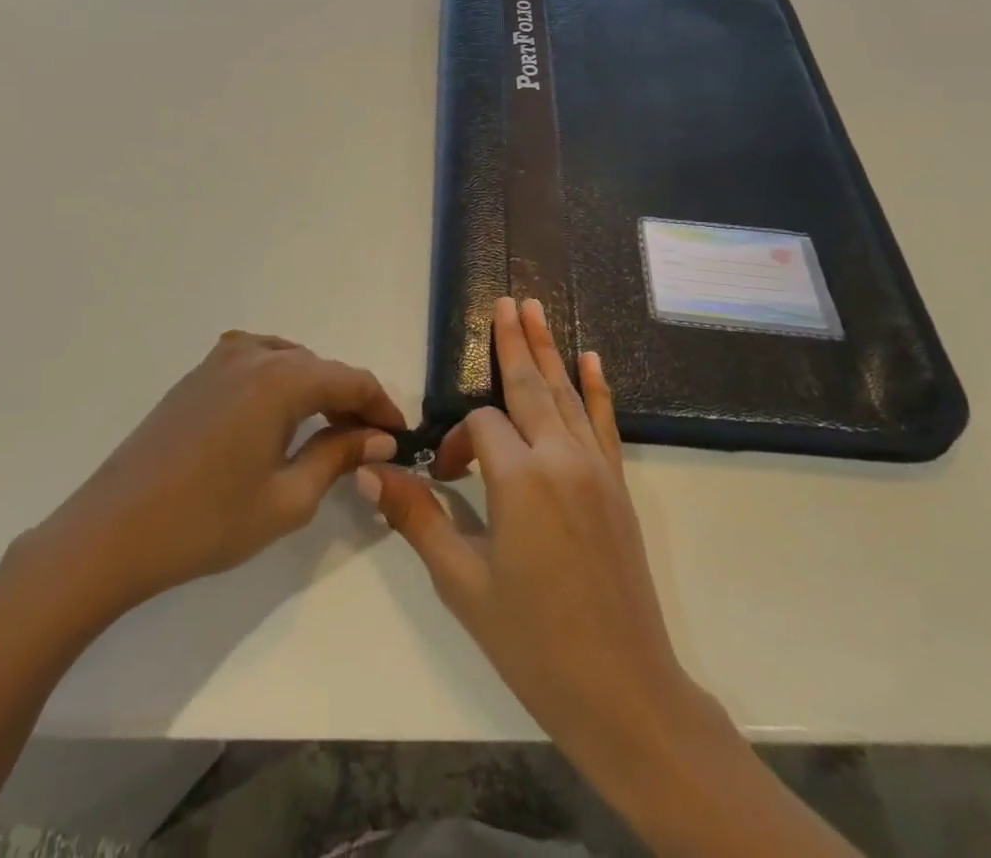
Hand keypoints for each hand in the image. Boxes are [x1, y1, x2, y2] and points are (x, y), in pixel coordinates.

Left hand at [18, 331, 405, 619]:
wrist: (110, 532)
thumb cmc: (206, 522)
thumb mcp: (287, 498)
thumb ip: (338, 457)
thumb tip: (379, 438)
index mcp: (281, 378)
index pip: (351, 380)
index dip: (382, 407)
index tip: (400, 438)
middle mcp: (254, 354)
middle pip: (321, 368)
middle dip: (349, 401)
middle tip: (366, 444)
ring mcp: (219, 360)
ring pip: (289, 362)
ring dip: (315, 391)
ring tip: (326, 434)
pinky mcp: (196, 376)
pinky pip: (256, 365)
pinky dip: (281, 385)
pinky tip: (278, 420)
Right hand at [359, 298, 715, 787]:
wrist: (623, 690)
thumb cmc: (533, 641)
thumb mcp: (462, 583)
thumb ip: (417, 517)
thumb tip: (367, 471)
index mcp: (520, 479)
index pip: (480, 428)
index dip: (455, 445)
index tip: (446, 480)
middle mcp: (561, 458)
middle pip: (528, 386)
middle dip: (513, 341)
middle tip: (506, 299)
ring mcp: (595, 468)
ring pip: (566, 394)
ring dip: (548, 349)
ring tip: (535, 309)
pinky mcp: (617, 484)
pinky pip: (605, 422)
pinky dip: (597, 388)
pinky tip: (592, 359)